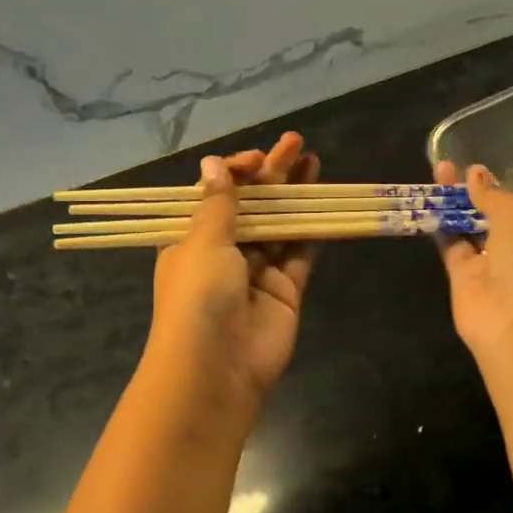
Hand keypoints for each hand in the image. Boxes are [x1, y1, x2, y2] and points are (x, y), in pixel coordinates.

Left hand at [149, 132, 319, 408]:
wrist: (217, 369)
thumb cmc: (198, 297)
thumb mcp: (202, 242)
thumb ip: (218, 203)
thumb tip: (214, 163)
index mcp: (190, 239)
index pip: (215, 195)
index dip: (236, 173)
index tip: (257, 160)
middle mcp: (223, 253)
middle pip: (251, 205)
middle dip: (271, 175)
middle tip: (296, 143)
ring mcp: (256, 271)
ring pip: (279, 224)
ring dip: (294, 195)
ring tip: (313, 161)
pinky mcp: (286, 289)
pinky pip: (300, 252)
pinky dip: (311, 227)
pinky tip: (322, 201)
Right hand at [434, 160, 512, 361]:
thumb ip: (494, 194)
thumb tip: (475, 174)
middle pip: (510, 214)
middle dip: (491, 191)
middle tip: (467, 167)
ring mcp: (498, 265)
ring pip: (477, 227)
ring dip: (460, 202)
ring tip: (440, 171)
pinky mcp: (467, 278)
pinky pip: (453, 245)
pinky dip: (442, 225)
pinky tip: (429, 200)